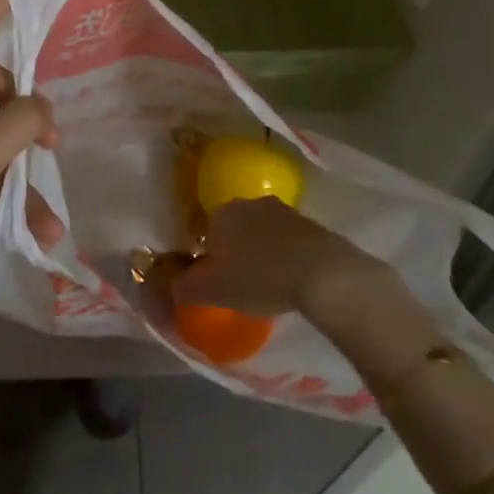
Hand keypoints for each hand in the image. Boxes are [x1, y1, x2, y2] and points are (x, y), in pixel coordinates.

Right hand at [170, 197, 361, 315]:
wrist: (322, 272)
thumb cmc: (260, 277)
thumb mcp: (215, 291)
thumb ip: (186, 288)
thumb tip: (171, 286)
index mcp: (223, 213)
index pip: (207, 232)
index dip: (211, 258)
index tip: (219, 281)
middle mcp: (250, 203)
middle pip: (236, 229)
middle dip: (237, 252)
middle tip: (242, 283)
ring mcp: (283, 210)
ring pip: (263, 232)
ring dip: (263, 252)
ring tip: (269, 283)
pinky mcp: (311, 223)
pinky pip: (289, 240)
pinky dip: (286, 255)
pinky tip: (292, 279)